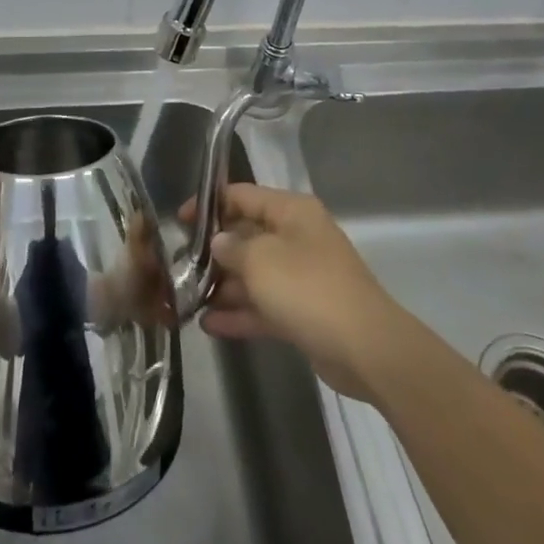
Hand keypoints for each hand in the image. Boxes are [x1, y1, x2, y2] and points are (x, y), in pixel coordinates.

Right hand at [184, 182, 406, 400]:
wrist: (365, 348)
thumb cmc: (307, 288)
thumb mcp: (260, 260)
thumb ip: (231, 247)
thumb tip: (219, 242)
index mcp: (291, 212)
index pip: (242, 195)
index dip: (209, 204)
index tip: (178, 221)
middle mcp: (296, 237)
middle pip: (246, 235)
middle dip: (213, 251)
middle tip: (178, 265)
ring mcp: (301, 276)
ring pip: (254, 274)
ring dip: (223, 286)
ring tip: (187, 297)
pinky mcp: (303, 311)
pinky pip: (264, 305)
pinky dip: (240, 313)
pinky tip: (208, 324)